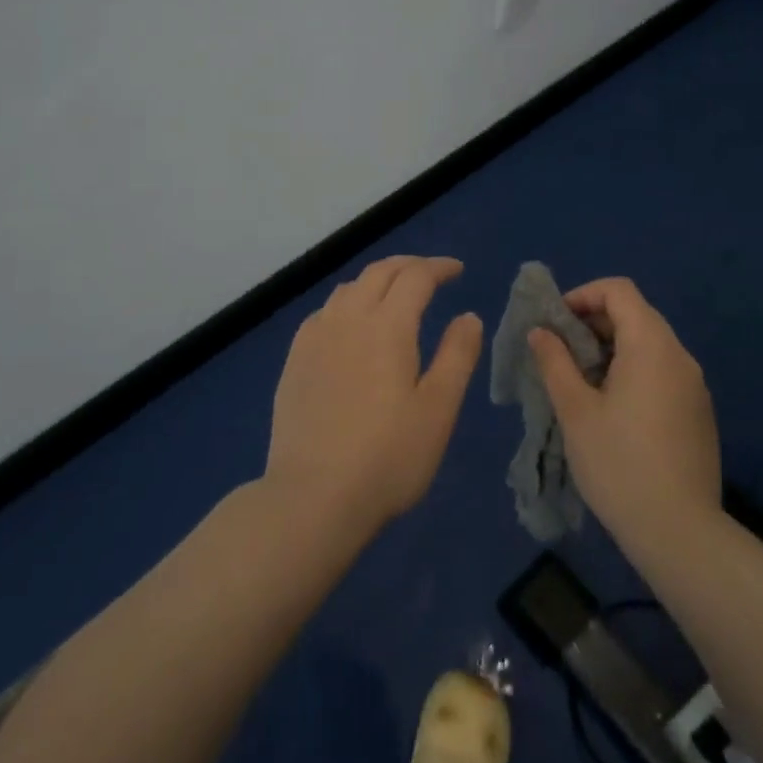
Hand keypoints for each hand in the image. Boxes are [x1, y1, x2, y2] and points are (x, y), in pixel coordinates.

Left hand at [265, 255, 482, 536]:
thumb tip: (468, 316)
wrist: (312, 496)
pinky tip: (350, 325)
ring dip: (375, 281)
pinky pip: (324, 312)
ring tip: (393, 294)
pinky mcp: (294, 361)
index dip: (438, 267)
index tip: (457, 270)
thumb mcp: (438, 409)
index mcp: (387, 326)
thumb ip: (457, 355)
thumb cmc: (388, 456)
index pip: (415, 277)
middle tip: (430, 274)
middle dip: (408, 266)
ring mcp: (315, 338)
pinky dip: (347, 303)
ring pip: (348, 288)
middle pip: (378, 273)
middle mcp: (348, 319)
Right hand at [528, 278, 719, 544]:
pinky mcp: (698, 412)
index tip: (556, 322)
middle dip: (593, 322)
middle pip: (635, 314)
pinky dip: (633, 370)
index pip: (619, 290)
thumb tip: (540, 331)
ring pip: (649, 344)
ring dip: (612, 348)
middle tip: (561, 352)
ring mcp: (694, 385)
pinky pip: (662, 371)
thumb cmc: (619, 464)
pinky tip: (612, 408)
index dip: (583, 295)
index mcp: (651, 345)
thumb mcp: (575, 411)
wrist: (680, 533)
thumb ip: (555, 362)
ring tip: (581, 381)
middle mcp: (679, 355)